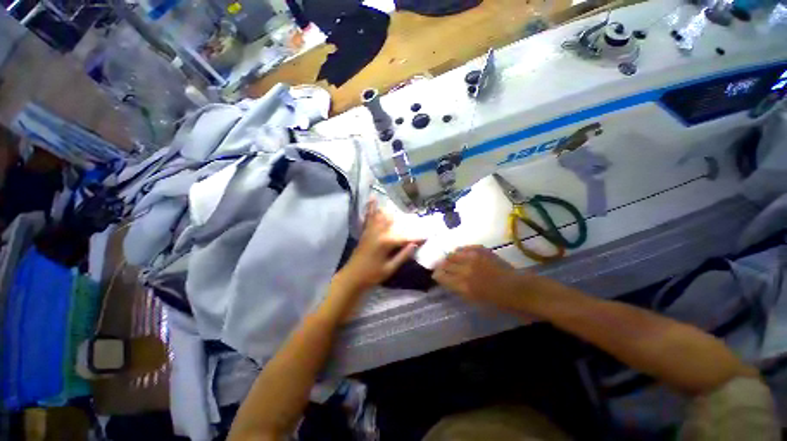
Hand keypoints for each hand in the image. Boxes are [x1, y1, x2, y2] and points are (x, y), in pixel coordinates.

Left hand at [336, 200, 424, 294]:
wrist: (352, 277)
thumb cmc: (372, 275)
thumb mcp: (390, 268)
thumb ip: (403, 255)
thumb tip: (414, 244)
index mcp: (386, 243)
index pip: (405, 238)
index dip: (417, 237)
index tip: (428, 236)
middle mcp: (378, 232)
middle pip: (395, 223)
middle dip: (406, 221)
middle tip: (416, 220)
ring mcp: (370, 230)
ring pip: (382, 216)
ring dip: (391, 210)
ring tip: (398, 205)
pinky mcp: (365, 231)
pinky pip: (368, 217)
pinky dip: (370, 207)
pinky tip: (372, 198)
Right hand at [433, 245, 529, 309]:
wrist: (518, 288)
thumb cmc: (497, 301)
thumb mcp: (474, 299)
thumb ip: (458, 288)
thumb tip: (447, 280)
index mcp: (463, 286)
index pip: (442, 276)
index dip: (437, 275)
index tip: (435, 275)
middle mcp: (465, 270)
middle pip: (445, 264)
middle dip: (441, 266)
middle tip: (441, 267)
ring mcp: (473, 258)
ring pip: (453, 254)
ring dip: (449, 257)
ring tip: (450, 260)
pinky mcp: (481, 250)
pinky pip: (464, 248)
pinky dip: (460, 251)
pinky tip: (461, 254)